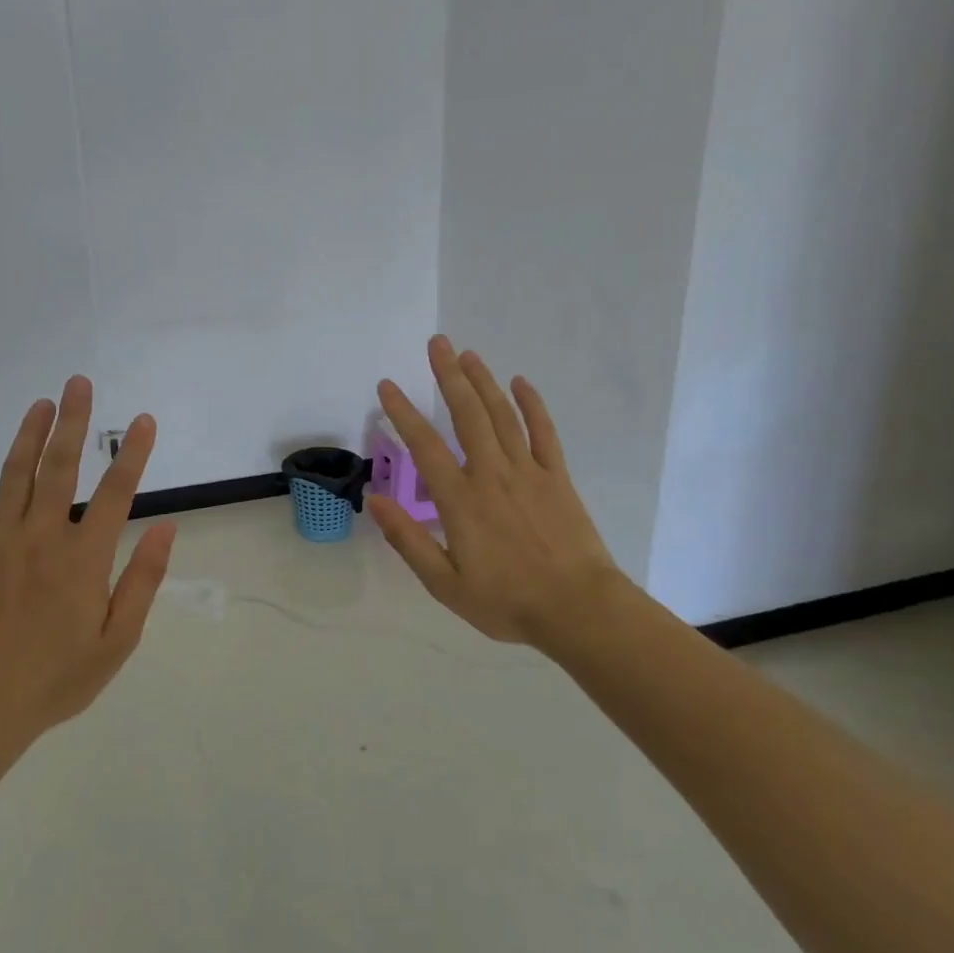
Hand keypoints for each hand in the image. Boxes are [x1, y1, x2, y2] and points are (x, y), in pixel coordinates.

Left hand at [0, 376, 176, 743]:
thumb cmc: (58, 677)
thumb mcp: (118, 640)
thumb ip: (143, 581)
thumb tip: (167, 529)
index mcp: (84, 558)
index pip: (116, 492)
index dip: (133, 453)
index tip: (143, 420)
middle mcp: (42, 537)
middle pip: (60, 466)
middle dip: (73, 421)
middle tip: (79, 383)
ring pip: (15, 474)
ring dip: (29, 433)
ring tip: (41, 402)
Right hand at [369, 337, 622, 649]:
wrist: (578, 609)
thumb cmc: (507, 601)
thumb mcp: (444, 584)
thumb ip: (407, 540)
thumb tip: (375, 500)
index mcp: (460, 499)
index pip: (424, 445)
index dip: (403, 413)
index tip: (388, 386)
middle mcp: (491, 473)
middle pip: (467, 414)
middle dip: (449, 375)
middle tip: (437, 343)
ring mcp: (528, 471)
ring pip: (502, 415)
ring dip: (484, 381)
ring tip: (468, 354)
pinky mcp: (557, 476)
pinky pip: (544, 432)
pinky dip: (532, 405)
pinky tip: (520, 383)